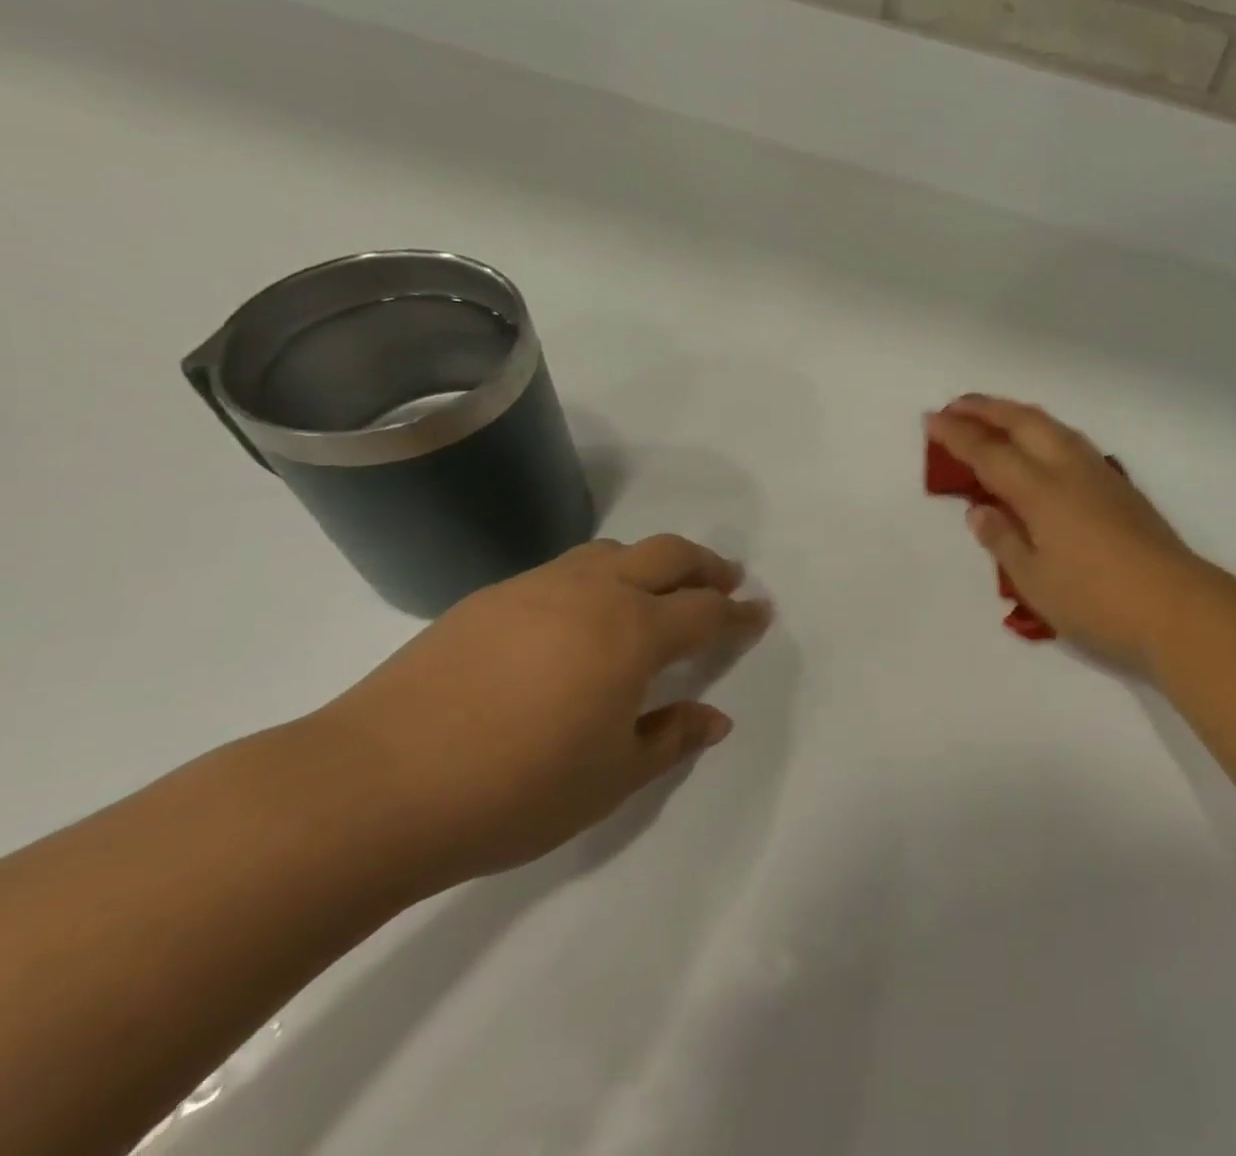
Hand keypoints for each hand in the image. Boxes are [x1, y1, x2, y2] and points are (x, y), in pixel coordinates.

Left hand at [311, 536, 770, 889]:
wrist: (369, 788)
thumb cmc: (513, 789)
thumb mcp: (611, 778)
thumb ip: (672, 738)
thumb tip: (716, 718)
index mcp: (634, 632)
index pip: (707, 611)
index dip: (740, 613)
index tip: (761, 612)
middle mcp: (595, 593)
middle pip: (668, 555)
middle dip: (706, 565)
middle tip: (725, 581)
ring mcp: (538, 587)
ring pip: (613, 551)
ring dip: (650, 563)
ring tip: (655, 593)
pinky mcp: (489, 598)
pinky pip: (564, 570)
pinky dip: (597, 578)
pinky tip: (579, 618)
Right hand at [927, 396, 1217, 668]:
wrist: (1179, 608)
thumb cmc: (1098, 602)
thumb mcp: (1036, 581)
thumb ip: (1003, 541)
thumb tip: (980, 510)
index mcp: (1042, 491)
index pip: (990, 452)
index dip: (958, 435)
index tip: (932, 419)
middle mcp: (1070, 470)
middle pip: (1024, 422)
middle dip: (987, 409)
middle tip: (957, 406)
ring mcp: (1101, 475)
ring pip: (1053, 427)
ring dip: (1018, 415)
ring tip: (995, 418)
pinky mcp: (1122, 488)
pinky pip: (1072, 442)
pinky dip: (1044, 432)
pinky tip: (1042, 448)